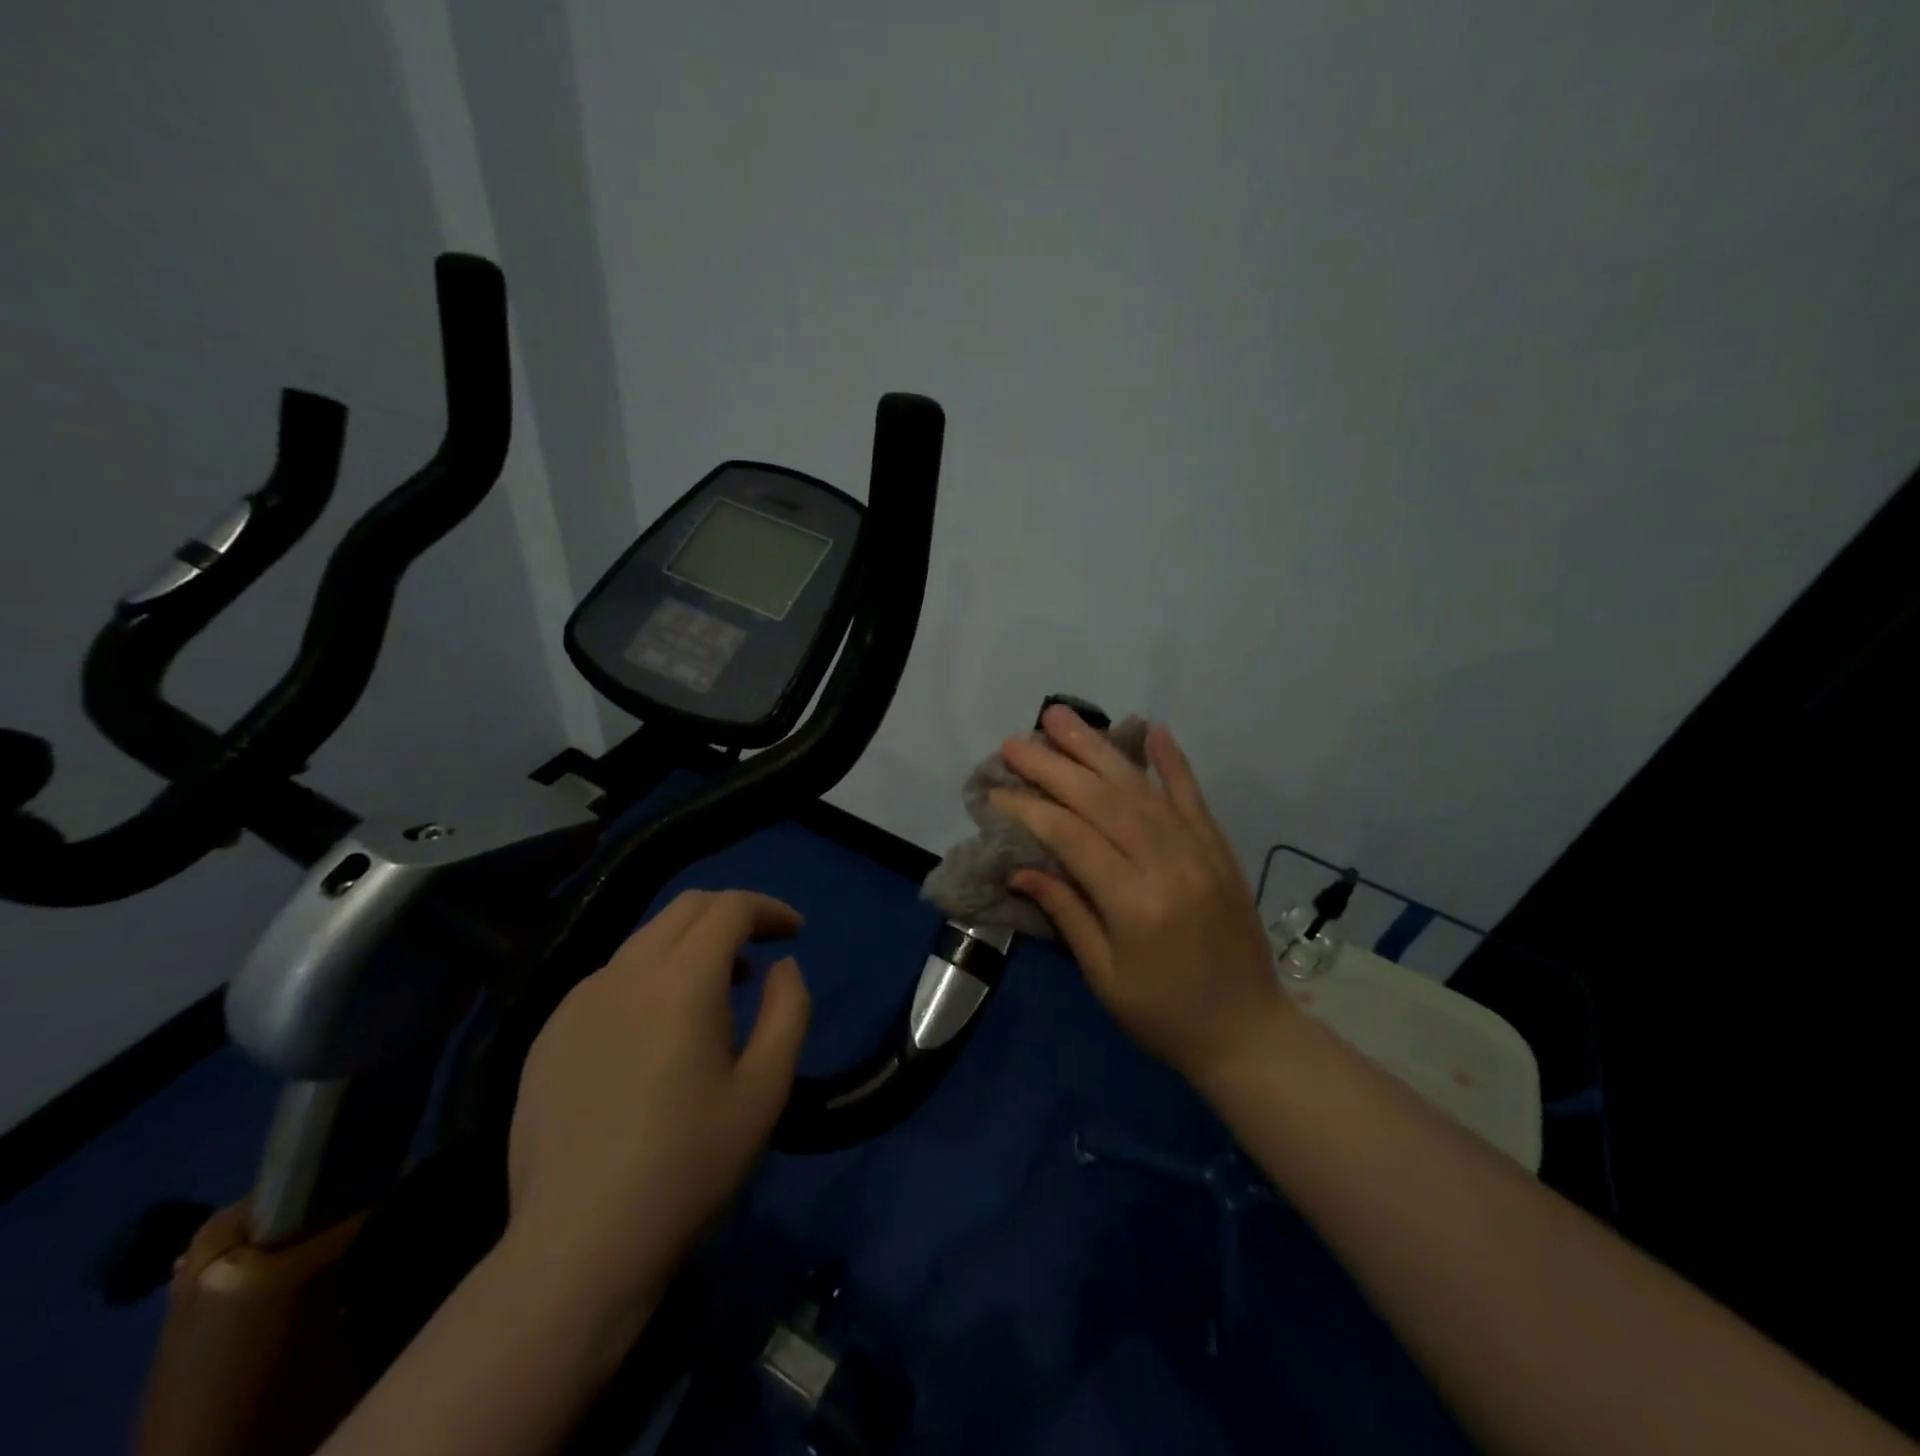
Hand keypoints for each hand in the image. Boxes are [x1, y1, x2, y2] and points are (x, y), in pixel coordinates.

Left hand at [505, 890, 810, 1317]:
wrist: (577, 1248)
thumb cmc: (688, 1167)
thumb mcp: (766, 1090)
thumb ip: (788, 1011)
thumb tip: (783, 967)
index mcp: (680, 983)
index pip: (729, 907)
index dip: (769, 909)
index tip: (795, 933)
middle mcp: (624, 975)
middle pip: (685, 908)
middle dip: (732, 914)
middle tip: (762, 950)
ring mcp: (577, 1002)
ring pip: (645, 939)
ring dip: (691, 944)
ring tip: (716, 991)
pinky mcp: (548, 1034)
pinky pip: (611, 977)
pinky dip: (650, 976)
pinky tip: (657, 1031)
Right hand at [990, 706, 1294, 1090]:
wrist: (1248, 1032)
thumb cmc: (1163, 1015)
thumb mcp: (1104, 975)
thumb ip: (1066, 912)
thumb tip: (1020, 866)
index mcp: (1134, 903)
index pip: (1072, 837)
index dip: (1030, 809)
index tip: (996, 791)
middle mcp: (1168, 864)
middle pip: (1102, 800)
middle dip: (1053, 766)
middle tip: (1015, 741)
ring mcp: (1199, 851)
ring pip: (1140, 788)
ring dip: (1097, 749)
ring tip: (1061, 717)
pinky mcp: (1219, 849)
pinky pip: (1192, 796)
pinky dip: (1171, 761)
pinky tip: (1151, 729)